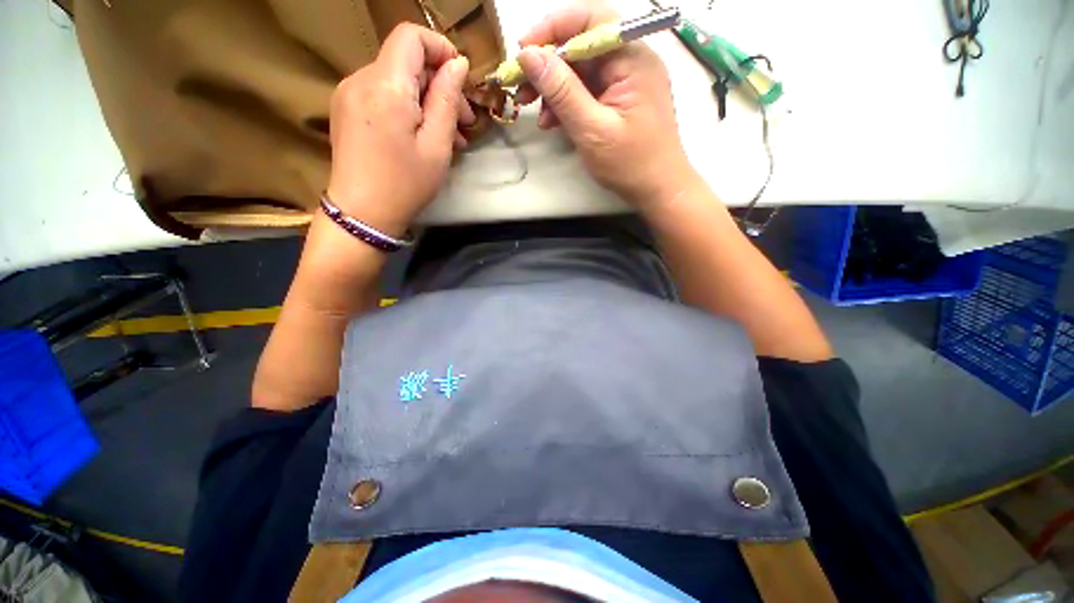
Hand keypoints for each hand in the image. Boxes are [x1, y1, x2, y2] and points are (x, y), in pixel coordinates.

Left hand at [325, 24, 475, 236]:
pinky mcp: (346, 109)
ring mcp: (349, 94)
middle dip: (440, 84)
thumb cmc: (405, 184)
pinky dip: (407, 108)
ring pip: (396, 81)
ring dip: (427, 100)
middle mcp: (360, 79)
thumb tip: (458, 64)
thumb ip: (447, 99)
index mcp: (386, 86)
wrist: (362, 214)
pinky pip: (382, 96)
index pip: (411, 36)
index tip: (462, 79)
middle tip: (465, 122)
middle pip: (406, 61)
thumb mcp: (437, 145)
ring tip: (451, 136)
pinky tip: (424, 135)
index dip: (440, 48)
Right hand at [516, 2, 698, 210]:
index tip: (524, 54)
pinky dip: (568, 104)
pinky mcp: (620, 100)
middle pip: (582, 46)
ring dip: (555, 90)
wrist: (657, 190)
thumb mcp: (592, 129)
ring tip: (538, 115)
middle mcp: (631, 61)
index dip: (553, 29)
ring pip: (581, 72)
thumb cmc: (630, 164)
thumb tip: (529, 57)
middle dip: (548, 67)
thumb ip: (562, 92)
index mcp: (632, 59)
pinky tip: (554, 122)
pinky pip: (588, 92)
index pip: (590, 20)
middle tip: (521, 90)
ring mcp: (626, 82)